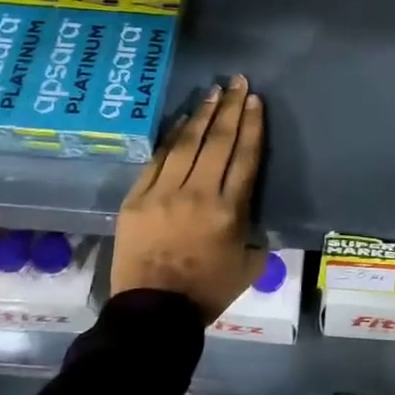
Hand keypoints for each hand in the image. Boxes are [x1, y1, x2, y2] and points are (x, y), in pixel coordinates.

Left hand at [112, 75, 267, 322]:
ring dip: (202, 114)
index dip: (251, 126)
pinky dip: (172, 137)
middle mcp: (199, 194)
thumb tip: (255, 218)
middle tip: (237, 82)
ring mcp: (164, 193)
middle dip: (230, 108)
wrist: (153, 313)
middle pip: (218, 141)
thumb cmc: (206, 292)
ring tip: (213, 91)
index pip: (245, 157)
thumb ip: (257, 237)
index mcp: (229, 211)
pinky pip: (158, 159)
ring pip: (187, 143)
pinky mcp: (138, 197)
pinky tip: (182, 120)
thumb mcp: (247, 267)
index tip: (254, 101)